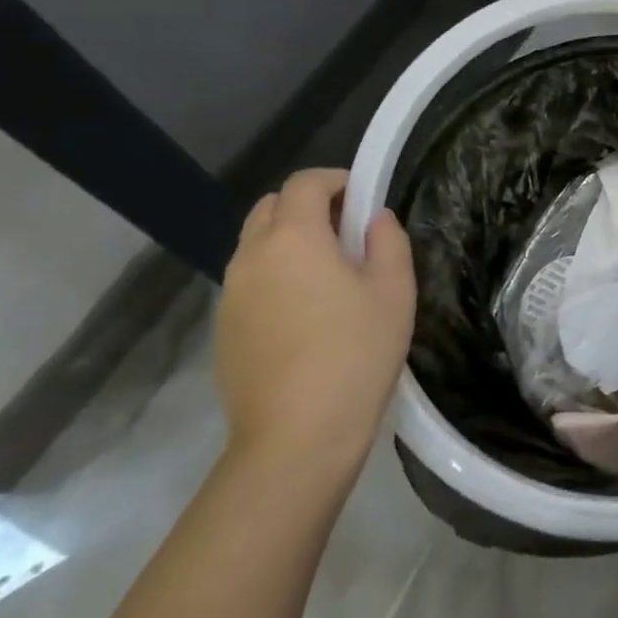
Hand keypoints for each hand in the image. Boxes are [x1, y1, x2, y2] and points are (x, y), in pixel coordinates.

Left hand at [216, 168, 415, 471]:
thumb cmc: (356, 353)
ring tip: (328, 276)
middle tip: (347, 233)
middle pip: (271, 208)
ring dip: (289, 242)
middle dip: (308, 206)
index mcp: (293, 238)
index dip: (336, 180)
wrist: (296, 437)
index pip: (304, 183)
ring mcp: (230, 295)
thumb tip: (375, 220)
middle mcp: (251, 257)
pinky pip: (249, 282)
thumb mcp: (394, 290)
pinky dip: (275, 276)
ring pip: (256, 245)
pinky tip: (305, 314)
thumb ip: (388, 241)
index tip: (364, 200)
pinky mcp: (223, 330)